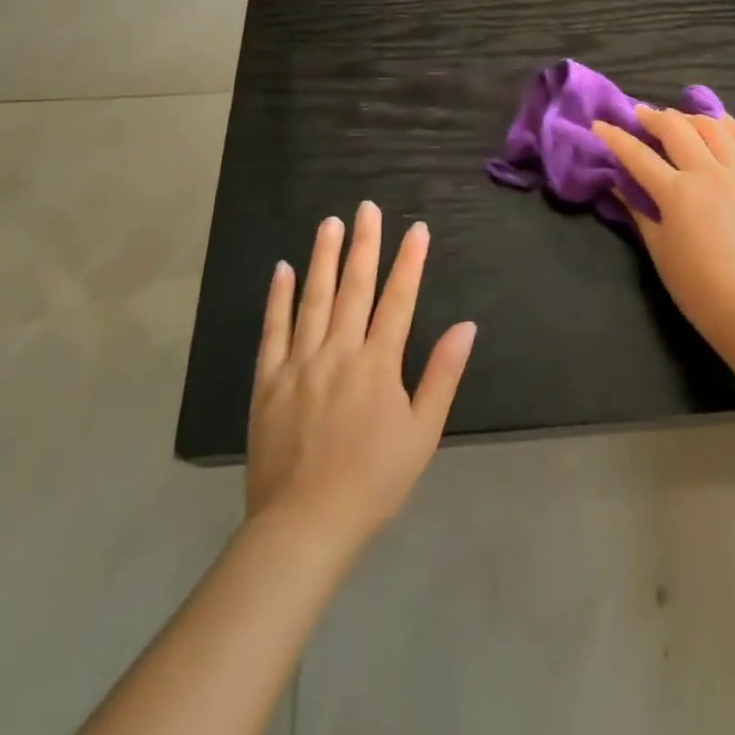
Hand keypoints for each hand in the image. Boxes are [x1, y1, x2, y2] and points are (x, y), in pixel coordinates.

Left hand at [246, 203, 475, 550]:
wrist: (303, 526)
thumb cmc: (373, 481)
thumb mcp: (422, 433)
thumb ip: (442, 376)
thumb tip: (466, 327)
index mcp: (378, 364)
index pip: (398, 300)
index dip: (409, 262)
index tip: (416, 229)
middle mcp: (338, 352)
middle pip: (354, 288)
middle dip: (364, 244)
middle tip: (367, 208)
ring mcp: (299, 363)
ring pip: (314, 299)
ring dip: (323, 258)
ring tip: (330, 223)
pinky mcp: (268, 381)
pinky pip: (273, 330)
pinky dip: (278, 298)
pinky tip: (283, 270)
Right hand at [593, 108, 734, 358]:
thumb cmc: (699, 289)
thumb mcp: (660, 251)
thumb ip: (639, 212)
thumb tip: (618, 185)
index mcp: (677, 193)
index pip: (638, 155)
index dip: (615, 137)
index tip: (598, 125)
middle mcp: (708, 173)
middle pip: (677, 128)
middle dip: (653, 116)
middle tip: (639, 114)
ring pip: (714, 127)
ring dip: (691, 117)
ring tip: (678, 119)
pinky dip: (729, 126)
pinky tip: (719, 123)